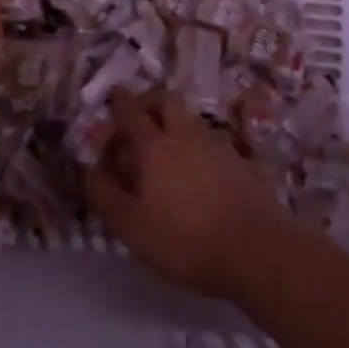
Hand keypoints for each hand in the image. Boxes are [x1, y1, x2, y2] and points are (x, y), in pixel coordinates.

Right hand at [86, 87, 291, 299]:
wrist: (258, 250)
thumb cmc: (185, 239)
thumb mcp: (131, 226)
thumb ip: (105, 194)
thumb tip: (90, 169)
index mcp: (153, 146)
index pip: (130, 111)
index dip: (118, 101)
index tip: (112, 97)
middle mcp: (184, 135)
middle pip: (166, 100)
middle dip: (149, 101)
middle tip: (138, 117)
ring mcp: (216, 146)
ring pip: (190, 119)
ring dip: (173, 123)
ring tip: (164, 150)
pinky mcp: (239, 163)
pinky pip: (208, 141)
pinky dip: (194, 146)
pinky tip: (193, 172)